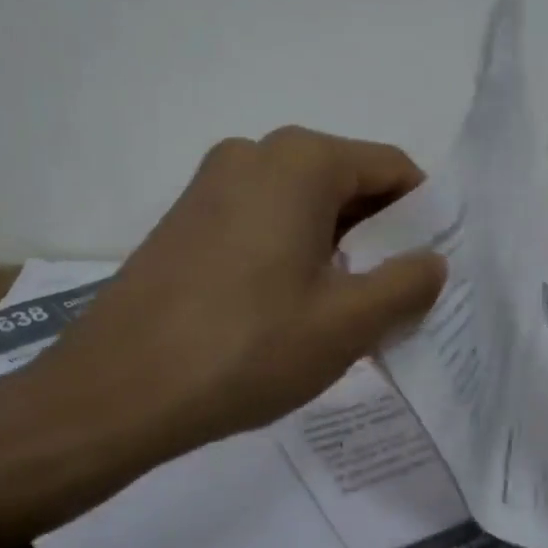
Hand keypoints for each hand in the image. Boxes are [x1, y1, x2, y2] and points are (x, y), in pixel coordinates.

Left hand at [0, 127, 445, 547]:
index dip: (423, 217)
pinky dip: (294, 254)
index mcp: (301, 161)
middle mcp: (254, 153)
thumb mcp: (349, 322)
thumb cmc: (247, 349)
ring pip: (304, 206)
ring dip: (338, 250)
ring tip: (343, 314)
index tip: (430, 270)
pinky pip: (264, 222)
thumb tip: (432, 261)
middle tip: (393, 300)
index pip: (392, 168)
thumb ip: (408, 283)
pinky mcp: (186, 218)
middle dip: (380, 237)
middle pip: (347, 184)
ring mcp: (212, 184)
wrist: (115, 394)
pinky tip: (290, 311)